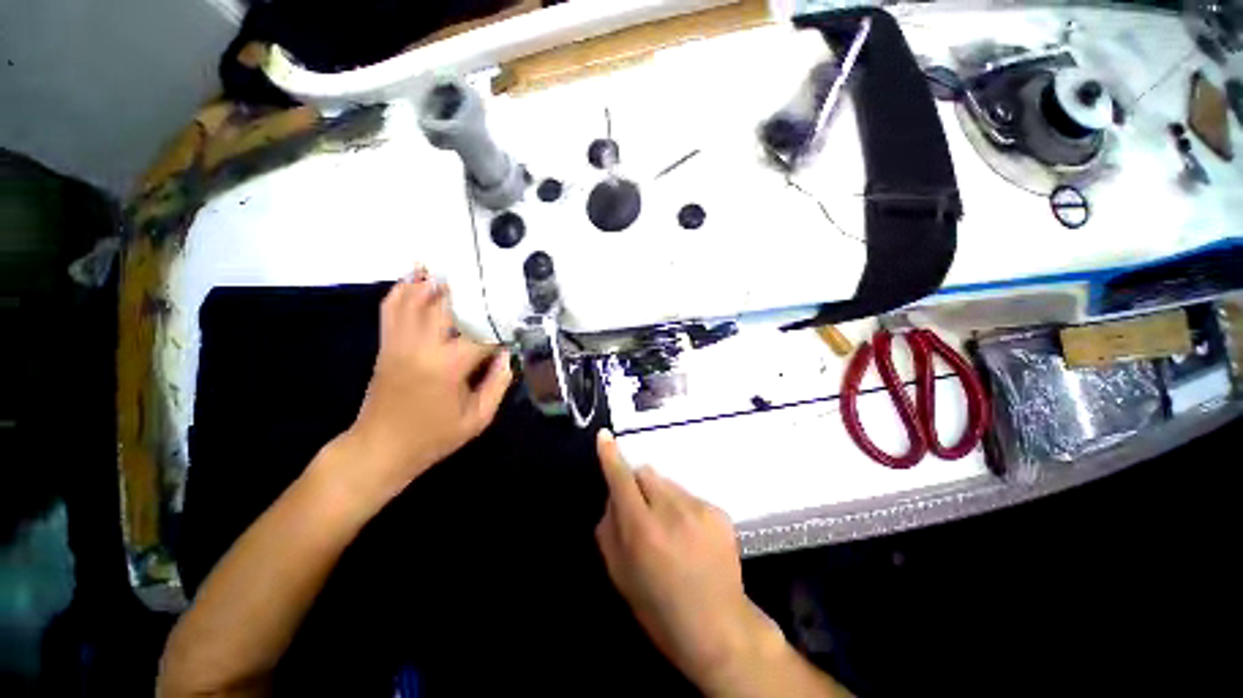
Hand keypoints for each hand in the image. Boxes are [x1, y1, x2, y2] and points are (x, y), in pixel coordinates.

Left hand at [331, 271, 511, 509]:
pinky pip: (391, 309)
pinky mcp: (387, 344)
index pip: (481, 333)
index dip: (501, 325)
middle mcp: (421, 346)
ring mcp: (399, 342)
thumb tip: (507, 354)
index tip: (516, 318)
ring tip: (454, 267)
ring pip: (415, 300)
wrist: (380, 448)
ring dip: (434, 282)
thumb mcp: (477, 418)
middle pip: (446, 305)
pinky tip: (416, 277)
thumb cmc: (434, 437)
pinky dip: (403, 289)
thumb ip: (498, 384)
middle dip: (469, 292)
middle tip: (489, 280)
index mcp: (448, 366)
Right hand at [594, 430, 780, 692]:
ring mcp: (698, 508)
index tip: (604, 436)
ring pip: (668, 484)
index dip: (610, 456)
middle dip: (637, 485)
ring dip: (661, 497)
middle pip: (646, 473)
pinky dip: (683, 508)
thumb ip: (609, 529)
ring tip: (671, 530)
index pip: (621, 480)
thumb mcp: (620, 575)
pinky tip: (691, 537)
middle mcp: (671, 510)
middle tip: (642, 512)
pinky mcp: (718, 511)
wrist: (719, 627)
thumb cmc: (660, 608)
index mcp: (642, 530)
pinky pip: (689, 496)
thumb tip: (613, 498)